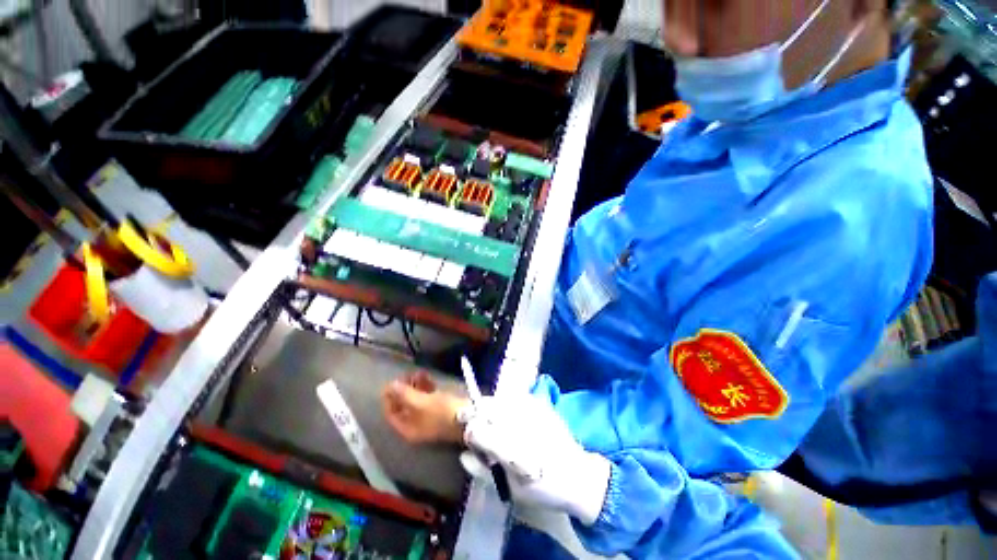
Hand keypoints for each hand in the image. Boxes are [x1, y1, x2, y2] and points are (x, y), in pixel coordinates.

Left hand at [382, 371, 468, 444]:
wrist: (468, 417)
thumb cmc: (441, 412)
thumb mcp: (420, 402)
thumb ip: (404, 394)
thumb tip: (391, 385)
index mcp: (407, 428)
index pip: (391, 413)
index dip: (389, 397)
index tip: (392, 382)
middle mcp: (415, 424)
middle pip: (404, 405)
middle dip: (404, 388)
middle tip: (408, 374)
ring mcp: (427, 417)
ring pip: (416, 400)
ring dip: (415, 385)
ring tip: (420, 372)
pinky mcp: (438, 409)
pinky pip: (426, 398)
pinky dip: (425, 388)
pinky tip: (427, 377)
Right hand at [463, 395, 611, 525]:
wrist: (577, 476)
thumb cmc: (542, 489)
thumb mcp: (510, 489)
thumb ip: (484, 471)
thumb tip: (464, 455)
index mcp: (510, 448)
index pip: (478, 430)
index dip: (469, 432)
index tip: (468, 437)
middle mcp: (519, 424)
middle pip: (487, 407)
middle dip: (474, 412)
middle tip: (467, 417)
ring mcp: (531, 410)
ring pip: (500, 399)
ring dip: (488, 405)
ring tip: (485, 413)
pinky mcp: (540, 405)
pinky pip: (516, 397)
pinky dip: (505, 402)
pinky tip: (506, 411)